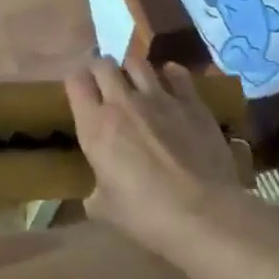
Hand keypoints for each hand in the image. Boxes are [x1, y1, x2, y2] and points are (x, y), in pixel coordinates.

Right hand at [66, 56, 246, 248]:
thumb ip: (95, 191)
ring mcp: (160, 98)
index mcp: (95, 126)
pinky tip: (171, 82)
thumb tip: (97, 191)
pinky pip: (178, 74)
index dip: (74, 81)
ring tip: (134, 81)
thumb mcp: (104, 209)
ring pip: (138, 62)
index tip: (78, 90)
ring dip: (131, 68)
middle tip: (103, 83)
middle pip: (103, 64)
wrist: (204, 214)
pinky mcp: (192, 102)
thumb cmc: (146, 215)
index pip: (75, 81)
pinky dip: (170, 74)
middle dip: (100, 69)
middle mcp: (123, 102)